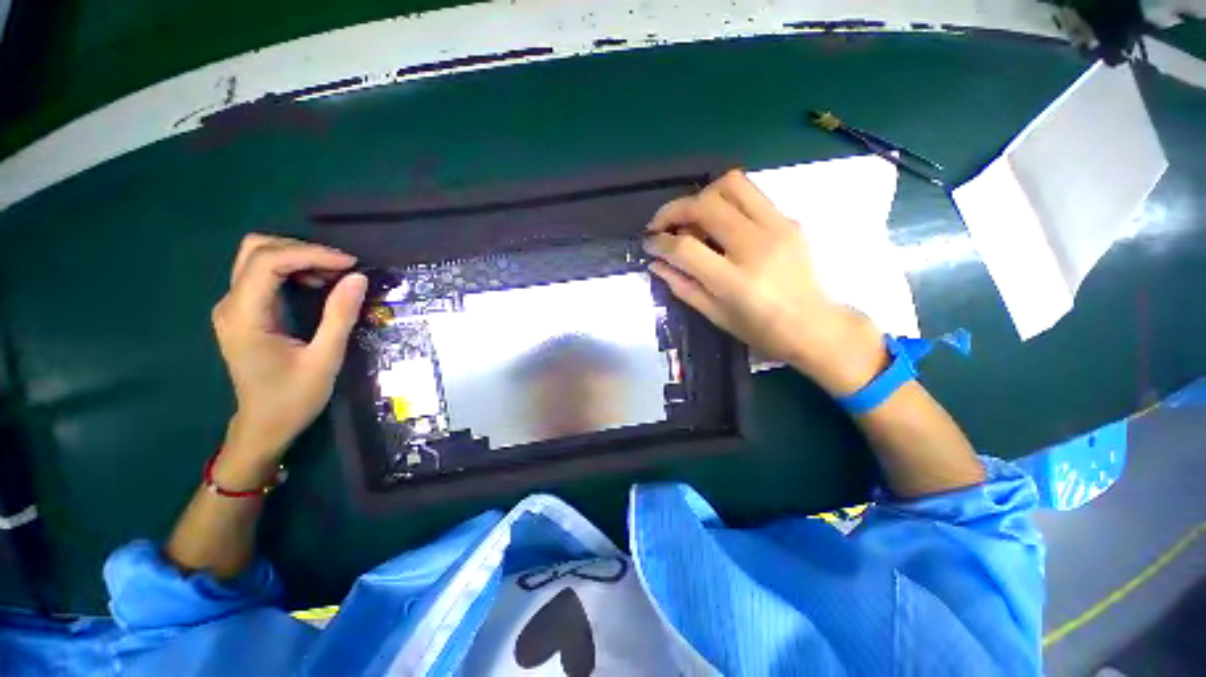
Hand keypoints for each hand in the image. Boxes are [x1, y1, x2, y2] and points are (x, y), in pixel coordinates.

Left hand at [210, 234, 366, 485]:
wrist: (264, 426)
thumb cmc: (293, 398)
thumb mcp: (325, 359)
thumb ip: (339, 316)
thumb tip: (357, 278)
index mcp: (245, 317)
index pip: (267, 262)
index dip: (310, 254)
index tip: (350, 264)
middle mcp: (231, 305)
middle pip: (255, 250)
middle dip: (302, 250)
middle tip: (341, 267)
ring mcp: (233, 307)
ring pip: (257, 258)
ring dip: (297, 258)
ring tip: (334, 276)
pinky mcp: (243, 312)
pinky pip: (262, 274)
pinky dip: (292, 270)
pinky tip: (316, 284)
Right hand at [644, 170, 885, 394]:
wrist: (815, 325)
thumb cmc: (761, 330)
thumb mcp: (715, 316)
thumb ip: (683, 287)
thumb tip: (656, 264)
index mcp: (735, 281)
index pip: (686, 247)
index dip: (659, 242)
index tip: (648, 244)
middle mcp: (756, 246)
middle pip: (705, 205)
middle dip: (673, 210)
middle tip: (662, 226)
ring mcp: (777, 227)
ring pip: (730, 184)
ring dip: (701, 195)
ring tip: (691, 217)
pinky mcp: (789, 219)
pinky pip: (750, 194)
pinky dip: (725, 201)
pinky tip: (719, 222)